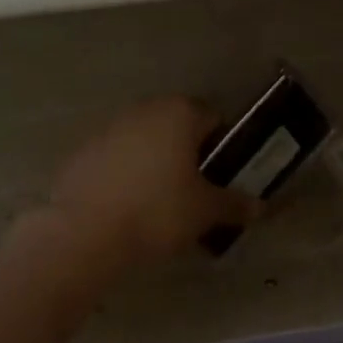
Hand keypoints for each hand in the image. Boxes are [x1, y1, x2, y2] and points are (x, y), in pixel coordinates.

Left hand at [46, 96, 261, 268]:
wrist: (83, 233)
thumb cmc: (156, 211)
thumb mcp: (204, 212)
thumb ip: (234, 204)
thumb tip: (259, 206)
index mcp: (181, 113)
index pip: (213, 118)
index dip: (221, 147)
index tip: (220, 177)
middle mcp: (147, 109)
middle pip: (178, 125)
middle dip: (187, 153)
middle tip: (193, 192)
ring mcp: (112, 126)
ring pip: (146, 140)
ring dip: (155, 161)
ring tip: (157, 203)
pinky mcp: (85, 149)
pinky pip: (117, 157)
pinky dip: (125, 173)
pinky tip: (125, 206)